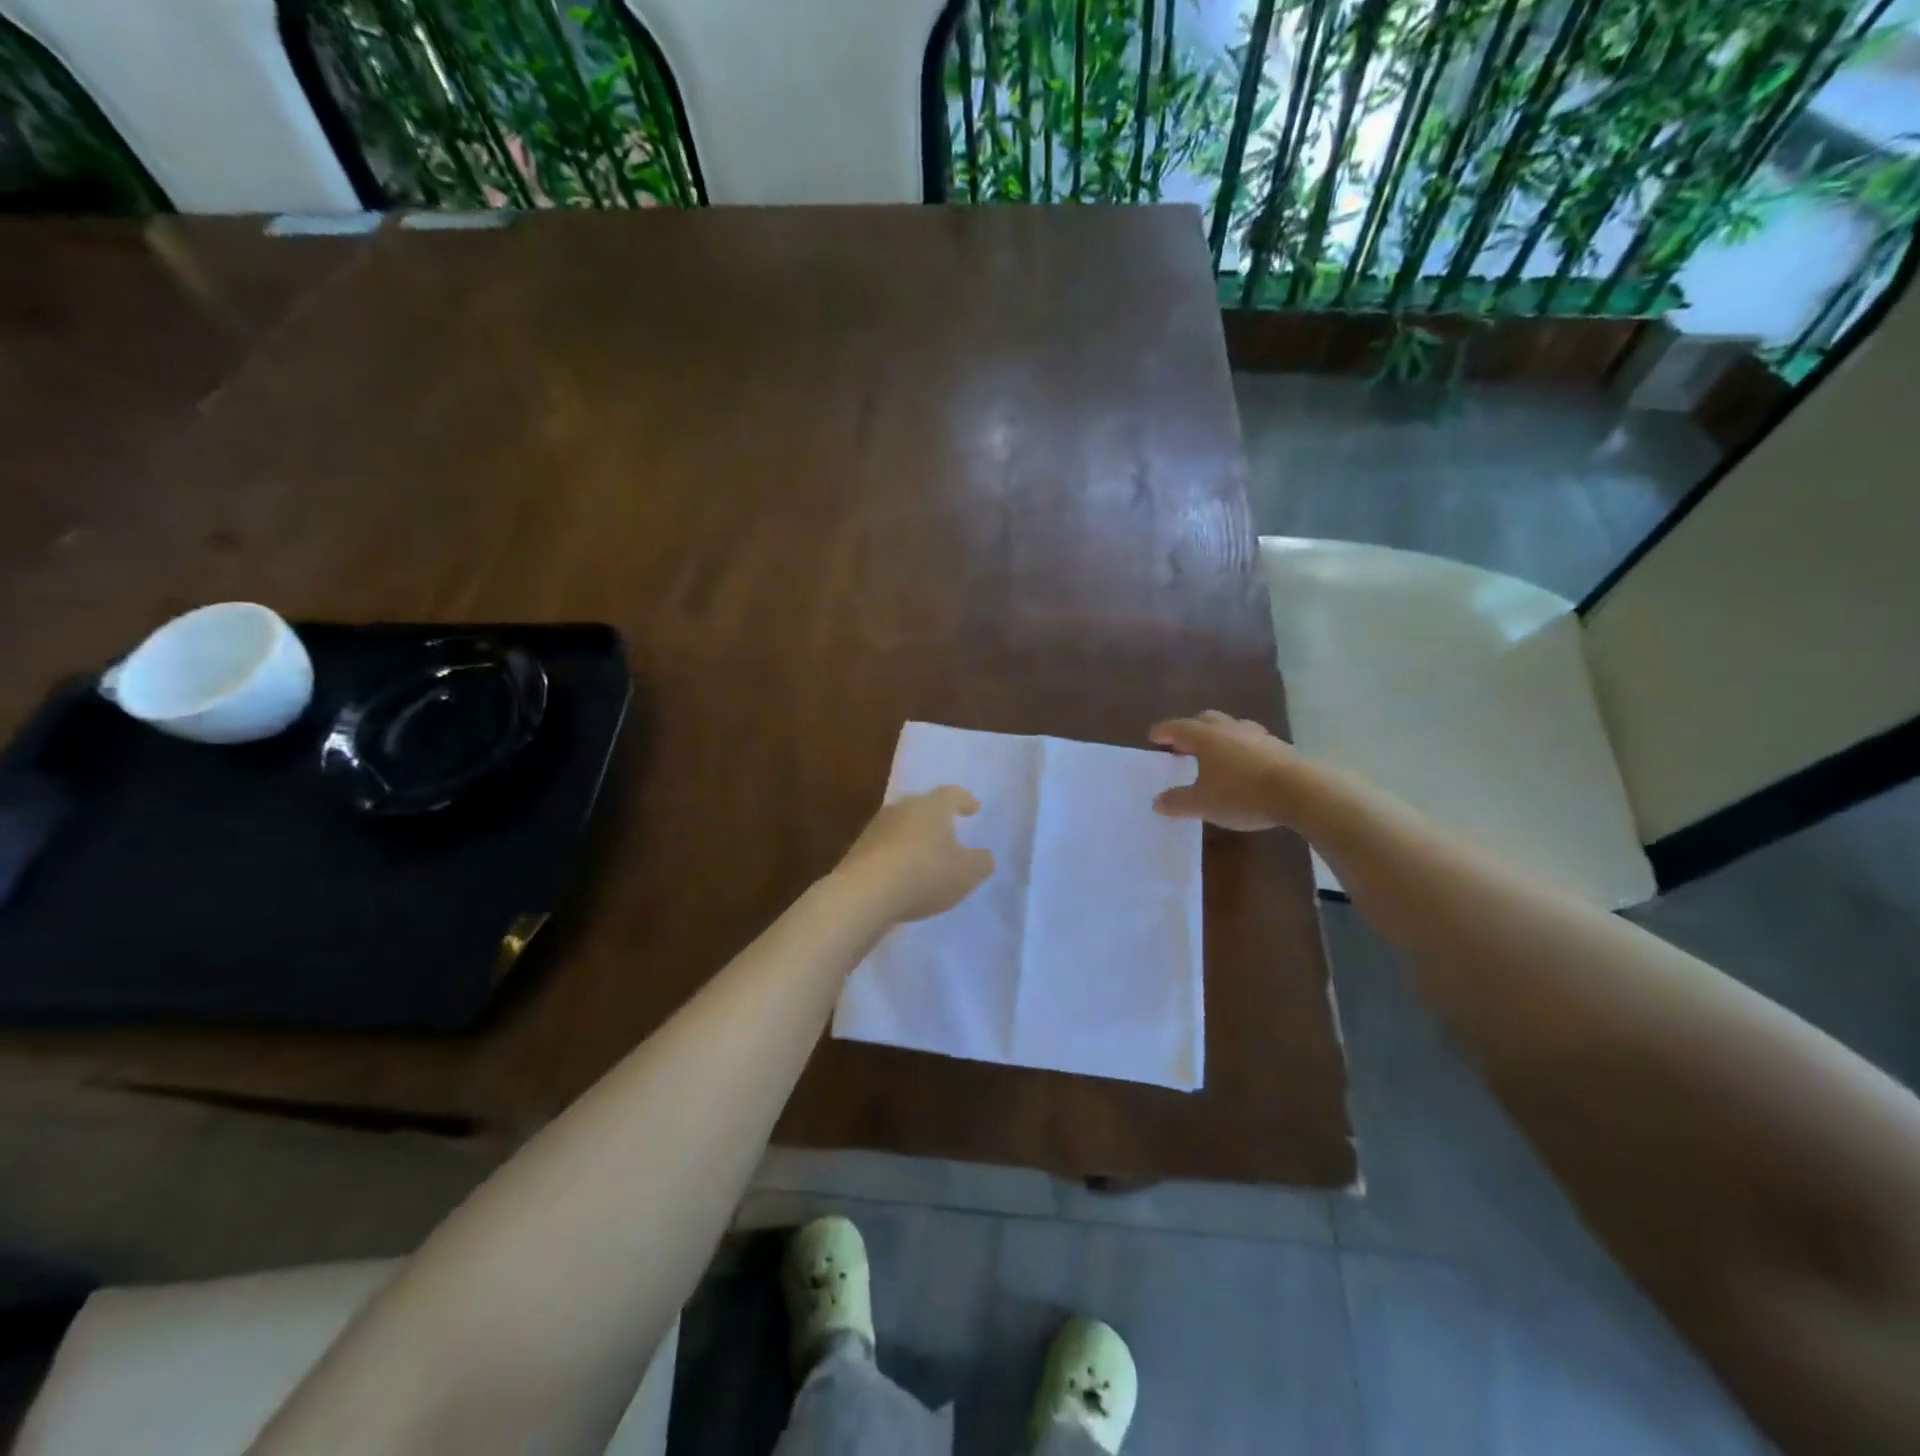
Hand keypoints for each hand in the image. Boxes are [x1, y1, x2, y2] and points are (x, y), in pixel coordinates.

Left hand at [834, 787, 994, 923]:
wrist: (864, 894)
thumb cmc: (924, 874)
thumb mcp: (967, 873)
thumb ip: (981, 862)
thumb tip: (983, 855)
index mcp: (931, 806)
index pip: (952, 794)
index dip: (965, 800)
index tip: (973, 808)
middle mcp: (902, 808)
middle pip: (923, 807)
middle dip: (937, 818)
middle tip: (949, 829)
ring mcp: (876, 828)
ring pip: (902, 826)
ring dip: (915, 838)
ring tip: (926, 856)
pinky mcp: (858, 850)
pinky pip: (885, 847)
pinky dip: (897, 856)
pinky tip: (903, 874)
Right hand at [1148, 711, 1303, 831]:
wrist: (1300, 791)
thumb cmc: (1242, 794)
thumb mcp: (1203, 804)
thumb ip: (1178, 802)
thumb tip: (1157, 801)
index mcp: (1205, 738)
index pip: (1178, 728)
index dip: (1164, 732)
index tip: (1154, 737)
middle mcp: (1229, 729)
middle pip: (1206, 720)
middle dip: (1192, 729)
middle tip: (1183, 744)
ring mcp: (1257, 735)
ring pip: (1232, 728)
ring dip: (1219, 737)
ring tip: (1215, 754)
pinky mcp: (1279, 747)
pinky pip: (1252, 741)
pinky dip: (1241, 749)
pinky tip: (1244, 765)